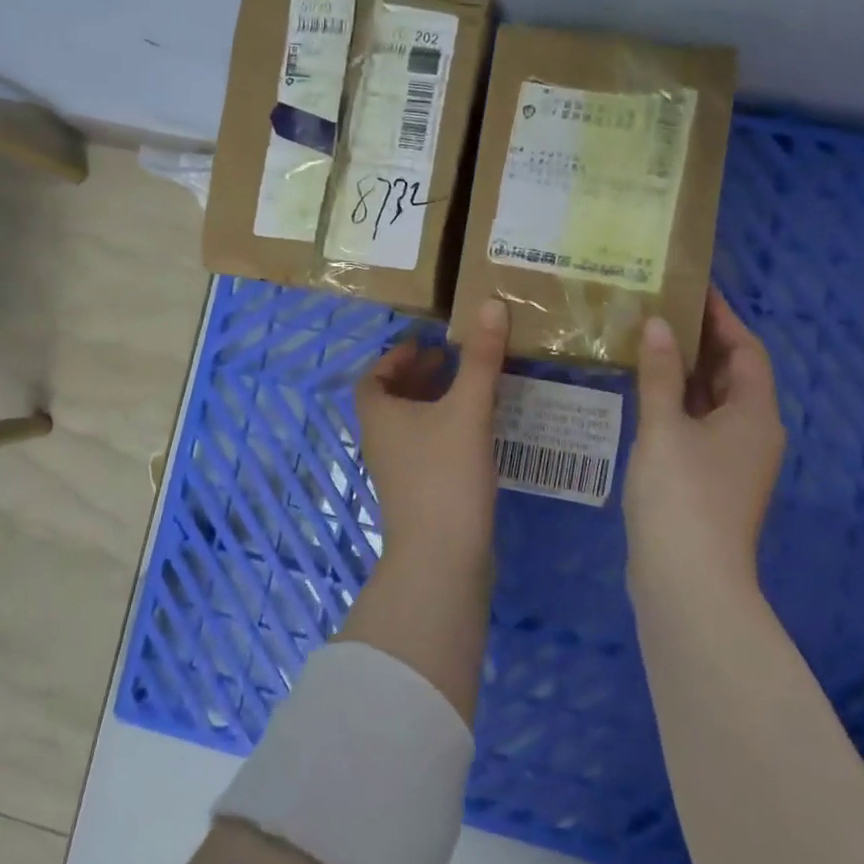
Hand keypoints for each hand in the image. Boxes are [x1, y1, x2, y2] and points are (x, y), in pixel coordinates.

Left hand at [354, 298, 509, 576]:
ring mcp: (399, 471)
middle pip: (391, 399)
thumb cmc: (445, 475)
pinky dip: (444, 428)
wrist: (441, 559)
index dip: (395, 357)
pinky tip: (475, 430)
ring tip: (466, 387)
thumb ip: (480, 358)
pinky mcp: (419, 493)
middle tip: (449, 358)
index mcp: (379, 416)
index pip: (373, 377)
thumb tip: (490, 303)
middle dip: (418, 376)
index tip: (424, 344)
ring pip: (410, 425)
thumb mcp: (467, 409)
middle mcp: (381, 441)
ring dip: (432, 402)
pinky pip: (426, 447)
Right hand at [624, 286, 785, 587]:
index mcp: (755, 414)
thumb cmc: (682, 495)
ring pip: (712, 401)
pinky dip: (676, 402)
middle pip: (732, 374)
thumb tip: (657, 324)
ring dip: (685, 372)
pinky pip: (697, 424)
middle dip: (701, 341)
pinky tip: (644, 391)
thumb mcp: (665, 427)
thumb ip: (659, 373)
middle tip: (660, 309)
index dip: (723, 317)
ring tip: (648, 340)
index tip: (692, 288)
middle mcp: (752, 433)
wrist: (687, 580)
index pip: (746, 350)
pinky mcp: (709, 480)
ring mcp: (732, 460)